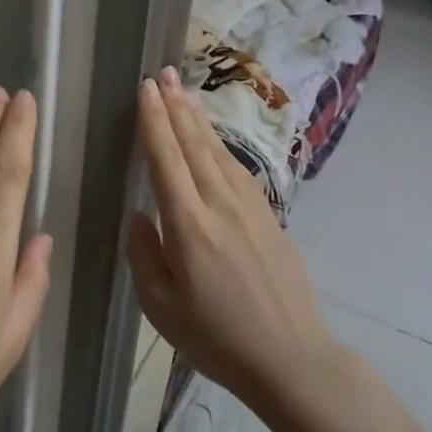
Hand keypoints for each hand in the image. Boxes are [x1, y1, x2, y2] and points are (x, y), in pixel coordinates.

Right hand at [126, 68, 331, 408]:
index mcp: (189, 226)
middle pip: (194, 145)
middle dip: (175, 107)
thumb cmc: (216, 338)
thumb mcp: (160, 307)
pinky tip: (213, 138)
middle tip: (162, 74)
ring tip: (182, 92)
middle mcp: (219, 205)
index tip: (145, 89)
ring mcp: (249, 208)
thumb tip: (140, 216)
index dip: (154, 122)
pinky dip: (220, 145)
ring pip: (218, 152)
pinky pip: (238, 169)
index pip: (166, 160)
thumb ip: (144, 255)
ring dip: (197, 120)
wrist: (290, 358)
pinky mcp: (269, 217)